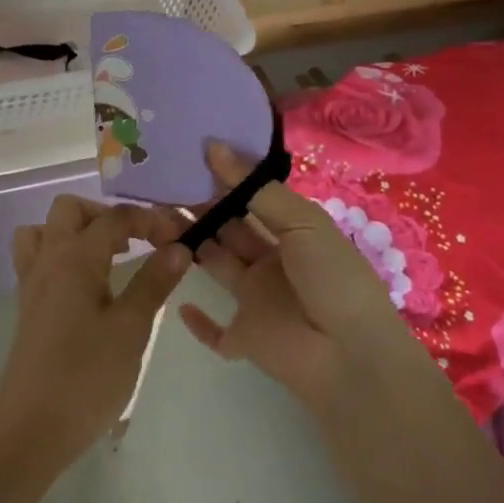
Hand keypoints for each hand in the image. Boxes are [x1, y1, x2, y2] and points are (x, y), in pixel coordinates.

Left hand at [0, 195, 192, 469]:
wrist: (30, 430)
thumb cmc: (86, 376)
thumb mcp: (131, 329)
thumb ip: (154, 282)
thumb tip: (179, 246)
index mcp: (75, 256)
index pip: (115, 217)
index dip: (150, 219)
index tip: (179, 235)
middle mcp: (49, 258)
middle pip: (71, 209)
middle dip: (107, 215)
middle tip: (137, 242)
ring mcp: (32, 282)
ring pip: (46, 230)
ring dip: (77, 230)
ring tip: (108, 256)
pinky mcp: (27, 306)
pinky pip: (38, 257)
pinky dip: (61, 254)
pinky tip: (86, 284)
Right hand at [175, 143, 424, 409]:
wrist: (351, 356)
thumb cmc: (331, 277)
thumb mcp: (301, 222)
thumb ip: (255, 188)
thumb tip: (214, 146)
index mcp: (290, 231)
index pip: (250, 199)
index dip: (222, 180)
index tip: (187, 157)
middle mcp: (270, 261)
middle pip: (227, 229)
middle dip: (198, 208)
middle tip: (159, 185)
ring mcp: (256, 300)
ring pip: (214, 265)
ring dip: (188, 246)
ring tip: (152, 220)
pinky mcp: (244, 337)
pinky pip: (215, 330)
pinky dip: (198, 319)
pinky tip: (178, 299)